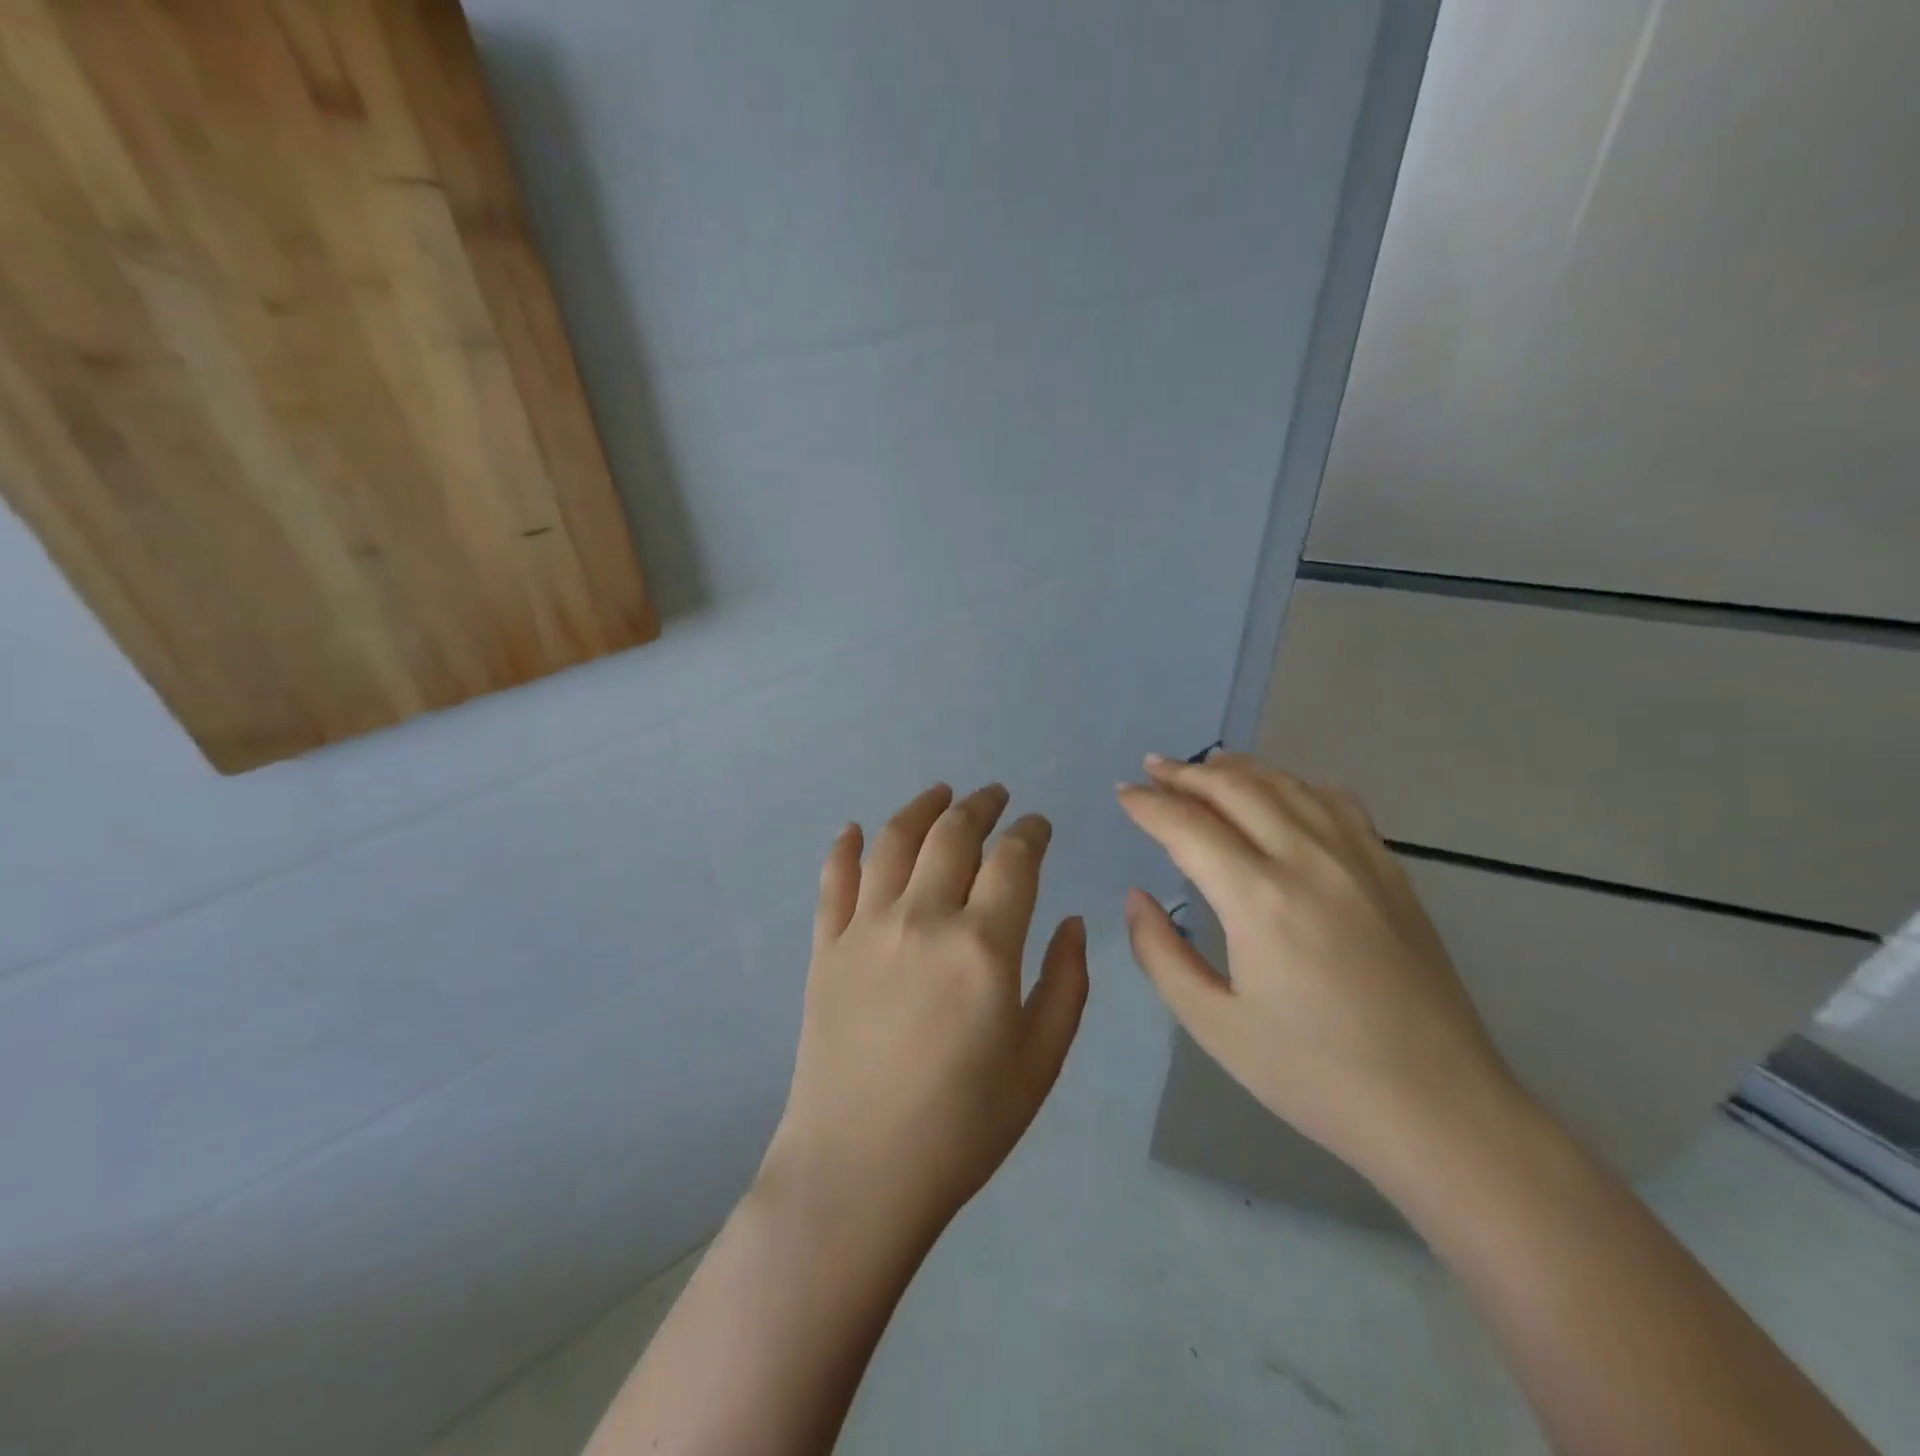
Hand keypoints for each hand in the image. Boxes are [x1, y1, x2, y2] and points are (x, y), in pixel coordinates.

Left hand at [761, 783, 1089, 1247]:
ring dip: (921, 807)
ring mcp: (866, 928)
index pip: (1014, 859)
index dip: (1031, 833)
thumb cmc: (964, 1125)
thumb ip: (1067, 983)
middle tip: (995, 796)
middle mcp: (923, 918)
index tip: (1039, 826)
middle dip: (981, 805)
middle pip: (954, 834)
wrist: (859, 1171)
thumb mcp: (1040, 1062)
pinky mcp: (825, 947)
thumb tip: (1073, 923)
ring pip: (895, 841)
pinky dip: (846, 847)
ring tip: (940, 793)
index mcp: (983, 945)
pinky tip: (855, 830)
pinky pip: (834, 880)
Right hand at [1116, 753, 1523, 1183]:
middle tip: (1151, 769)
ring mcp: (1358, 860)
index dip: (1148, 804)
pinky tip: (1284, 793)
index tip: (1123, 793)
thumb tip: (1137, 898)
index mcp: (1259, 900)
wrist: (1440, 1109)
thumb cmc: (1315, 1075)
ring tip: (1204, 767)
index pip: (1188, 826)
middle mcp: (1308, 861)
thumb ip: (1161, 954)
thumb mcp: (1215, 1026)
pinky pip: (1338, 803)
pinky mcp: (1391, 872)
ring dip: (1238, 769)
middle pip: (1236, 788)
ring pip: (1287, 785)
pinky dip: (1297, 785)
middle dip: (1186, 774)